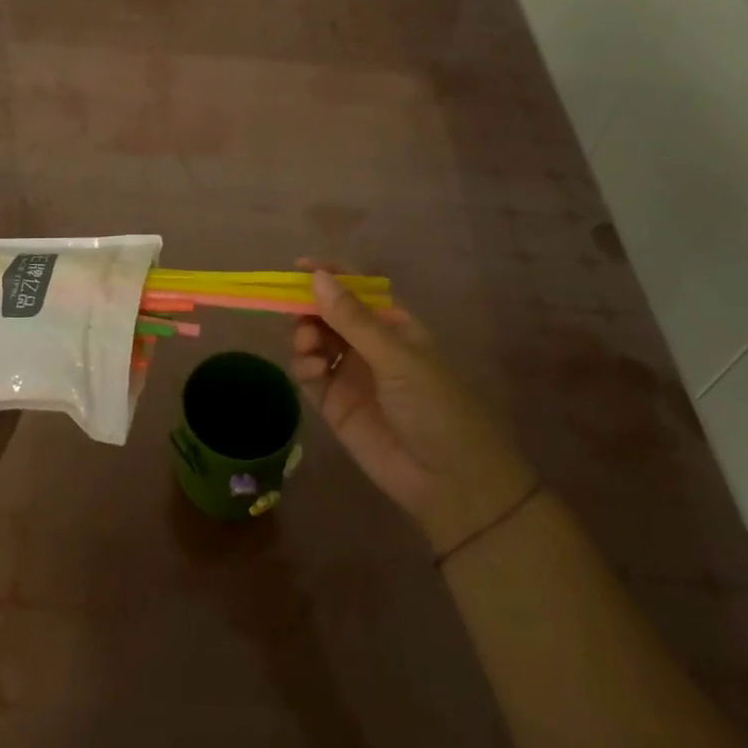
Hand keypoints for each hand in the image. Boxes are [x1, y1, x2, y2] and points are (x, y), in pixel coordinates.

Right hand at [290, 266, 535, 556]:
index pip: (355, 290)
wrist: (449, 480)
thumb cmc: (434, 405)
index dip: (328, 275)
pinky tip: (311, 370)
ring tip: (309, 346)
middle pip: (327, 313)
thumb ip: (352, 319)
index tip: (298, 267)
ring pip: (314, 340)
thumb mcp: (395, 356)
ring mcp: (350, 373)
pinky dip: (303, 365)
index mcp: (392, 324)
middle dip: (309, 308)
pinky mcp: (334, 404)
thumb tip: (318, 277)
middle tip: (298, 315)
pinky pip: (309, 374)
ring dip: (304, 335)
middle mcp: (368, 344)